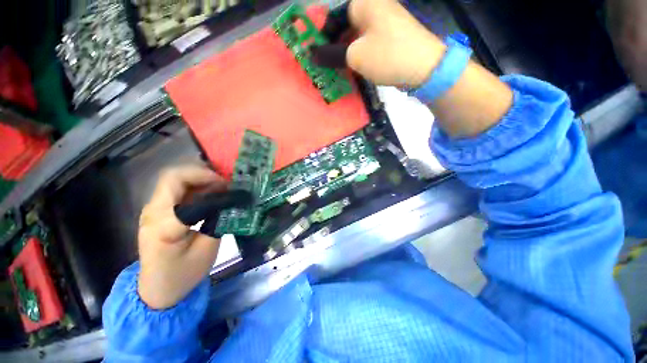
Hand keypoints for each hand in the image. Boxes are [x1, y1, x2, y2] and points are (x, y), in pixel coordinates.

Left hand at [137, 165, 225, 308]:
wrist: (157, 290)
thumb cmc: (183, 275)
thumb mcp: (207, 250)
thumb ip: (218, 221)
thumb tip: (231, 201)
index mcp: (165, 224)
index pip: (180, 186)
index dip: (208, 179)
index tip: (230, 186)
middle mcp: (153, 212)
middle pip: (173, 176)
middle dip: (203, 174)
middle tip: (225, 183)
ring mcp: (152, 211)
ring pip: (174, 181)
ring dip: (200, 179)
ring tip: (222, 188)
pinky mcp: (158, 213)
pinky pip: (176, 191)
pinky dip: (196, 187)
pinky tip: (211, 195)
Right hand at [315, 0, 445, 86]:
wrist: (423, 67)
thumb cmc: (387, 56)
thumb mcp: (355, 57)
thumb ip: (332, 55)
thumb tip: (314, 55)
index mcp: (363, 3)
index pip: (333, 18)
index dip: (322, 38)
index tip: (316, 56)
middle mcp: (373, 6)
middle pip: (344, 27)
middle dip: (334, 47)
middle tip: (326, 66)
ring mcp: (383, 21)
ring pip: (355, 36)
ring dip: (345, 53)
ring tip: (338, 69)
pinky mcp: (389, 35)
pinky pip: (367, 42)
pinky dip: (358, 55)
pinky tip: (354, 67)